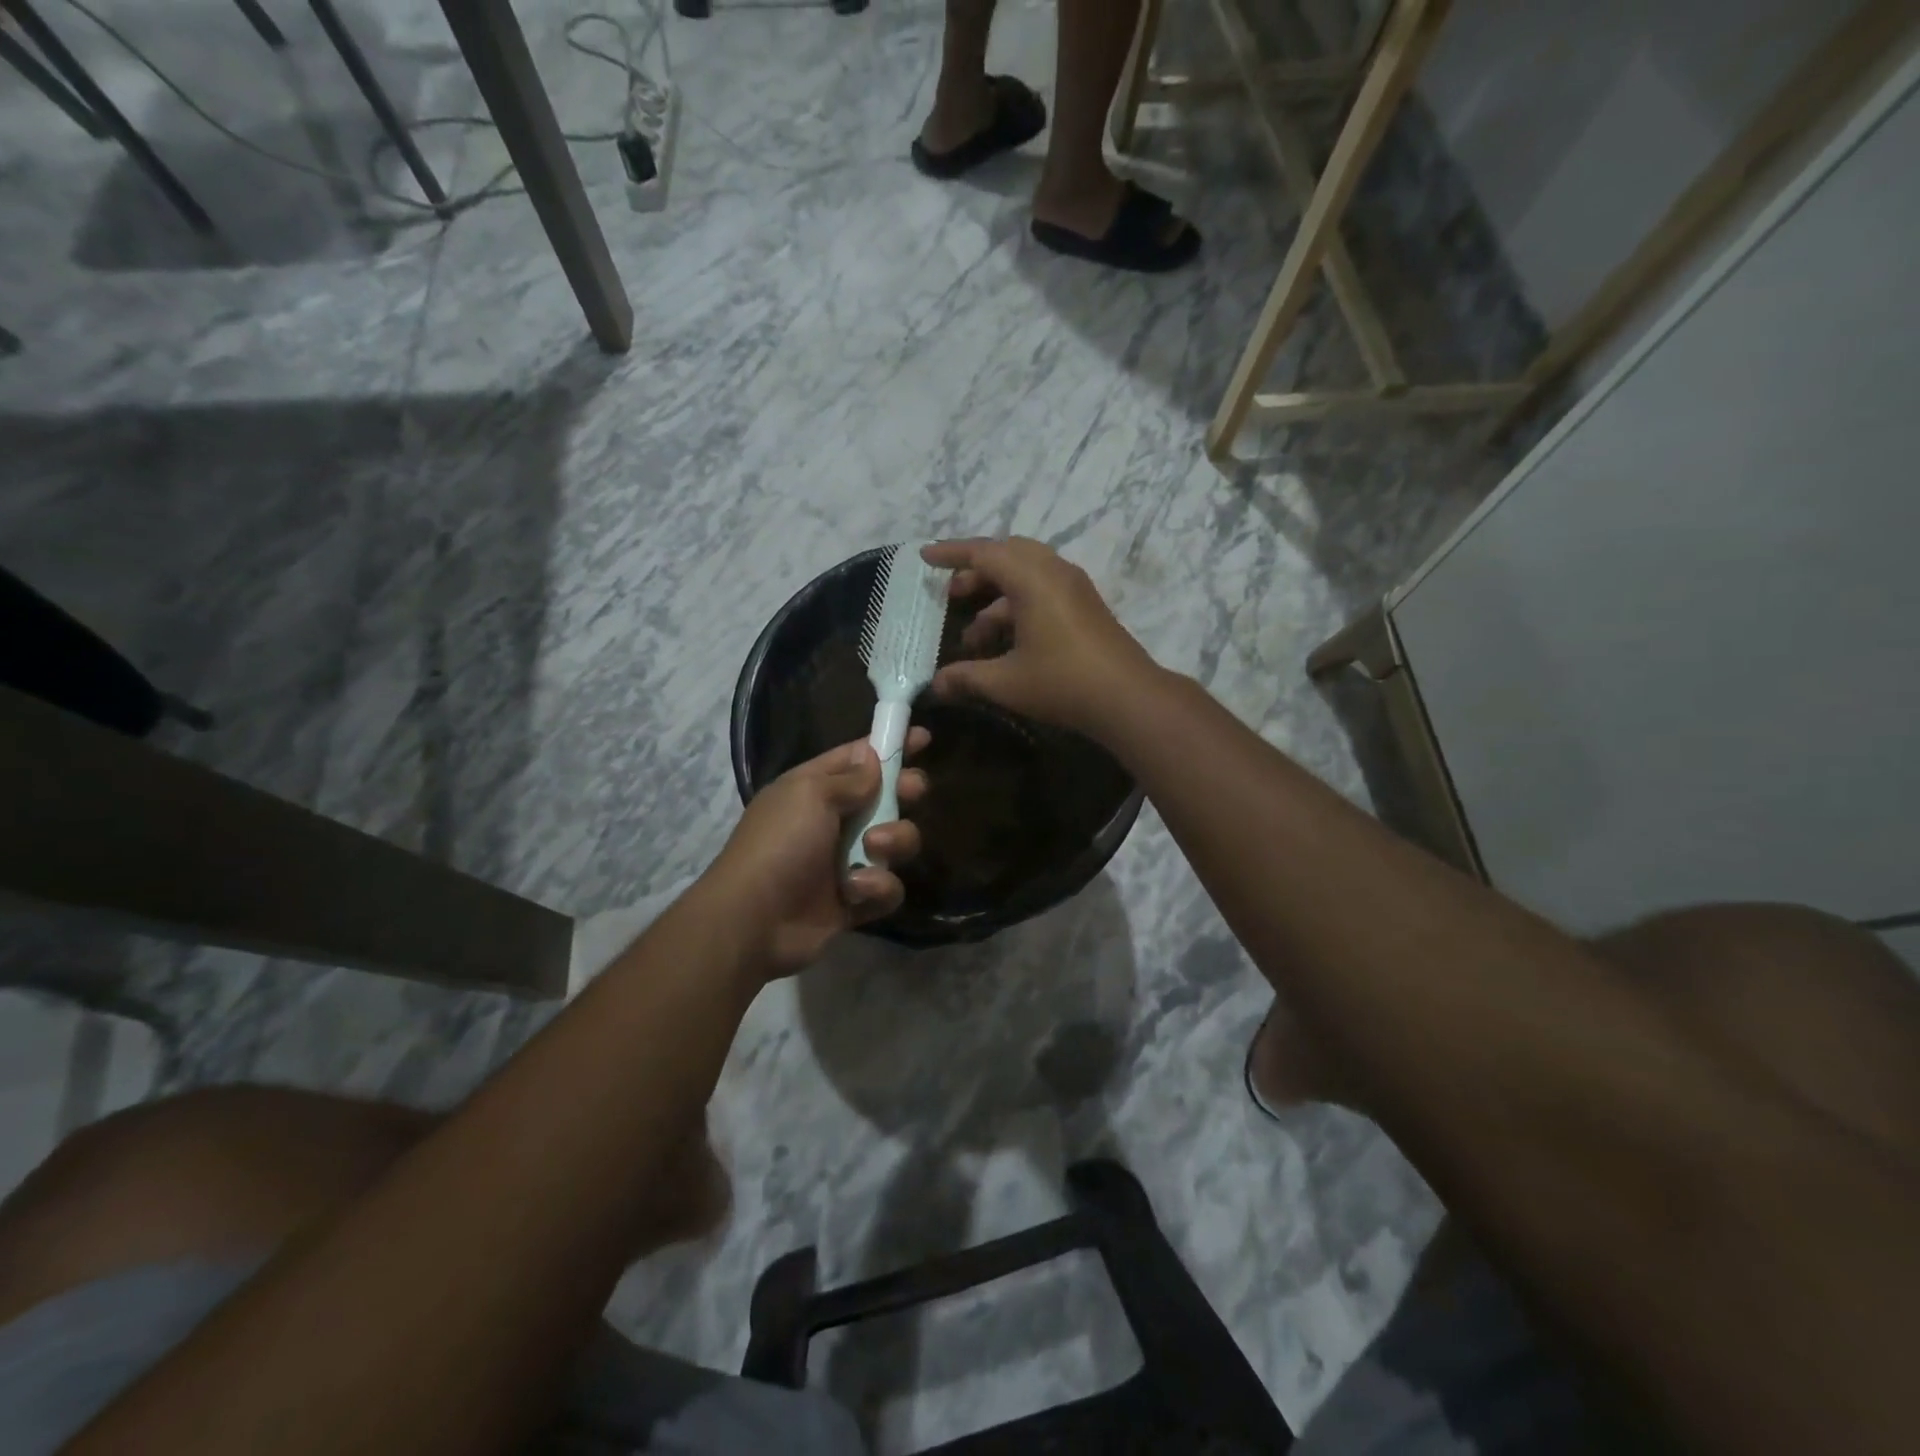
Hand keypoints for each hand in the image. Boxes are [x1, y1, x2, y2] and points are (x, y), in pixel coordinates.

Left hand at [704, 734, 927, 977]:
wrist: (755, 921)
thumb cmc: (780, 844)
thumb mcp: (810, 795)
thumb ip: (850, 778)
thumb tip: (873, 758)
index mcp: (815, 789)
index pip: (858, 758)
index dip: (890, 746)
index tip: (923, 737)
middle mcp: (834, 821)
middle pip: (886, 797)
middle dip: (904, 792)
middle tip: (911, 791)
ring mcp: (847, 862)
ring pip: (896, 842)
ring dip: (894, 841)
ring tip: (874, 848)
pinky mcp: (857, 900)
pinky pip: (888, 887)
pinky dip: (878, 887)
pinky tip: (856, 891)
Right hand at [922, 537, 1158, 737]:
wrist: (1127, 698)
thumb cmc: (1062, 682)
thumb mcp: (1006, 682)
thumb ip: (966, 678)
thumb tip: (934, 685)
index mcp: (1032, 579)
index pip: (984, 553)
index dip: (951, 554)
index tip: (925, 557)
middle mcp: (1054, 572)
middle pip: (1007, 555)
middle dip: (975, 573)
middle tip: (952, 596)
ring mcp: (1074, 588)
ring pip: (1026, 575)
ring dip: (997, 597)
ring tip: (975, 637)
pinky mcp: (1086, 606)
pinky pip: (1043, 590)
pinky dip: (1018, 605)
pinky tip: (1007, 642)